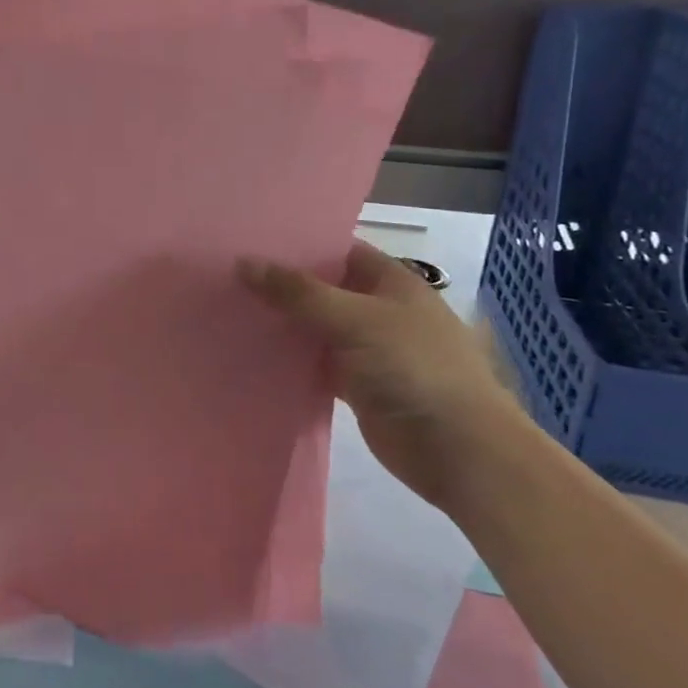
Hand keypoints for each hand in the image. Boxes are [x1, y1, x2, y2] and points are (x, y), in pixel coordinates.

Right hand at [238, 241, 526, 510]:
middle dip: (282, 283)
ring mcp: (368, 349)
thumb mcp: (354, 319)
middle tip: (228, 271)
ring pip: (316, 327)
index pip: (338, 249)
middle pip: (323, 288)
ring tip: (229, 305)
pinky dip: (290, 358)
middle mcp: (379, 309)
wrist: (459, 450)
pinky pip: (316, 363)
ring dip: (283, 321)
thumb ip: (298, 292)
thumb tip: (243, 263)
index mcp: (390, 281)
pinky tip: (252, 350)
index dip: (298, 242)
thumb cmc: (413, 367)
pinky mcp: (358, 385)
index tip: (251, 238)